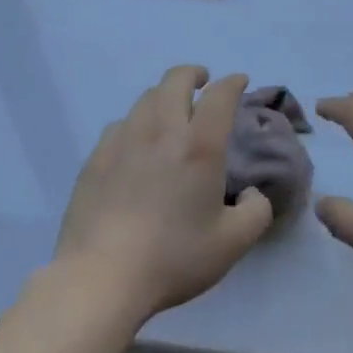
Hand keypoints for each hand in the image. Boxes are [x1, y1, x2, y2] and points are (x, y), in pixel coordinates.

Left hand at [54, 66, 273, 323]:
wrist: (100, 278)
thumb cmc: (173, 257)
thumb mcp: (233, 243)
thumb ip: (256, 212)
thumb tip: (252, 193)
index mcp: (200, 145)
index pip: (220, 94)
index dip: (233, 82)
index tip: (239, 82)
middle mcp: (162, 130)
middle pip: (176, 79)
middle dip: (193, 74)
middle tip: (202, 83)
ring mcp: (123, 140)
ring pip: (146, 98)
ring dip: (164, 95)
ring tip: (170, 112)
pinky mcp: (96, 157)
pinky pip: (120, 124)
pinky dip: (136, 122)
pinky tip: (136, 142)